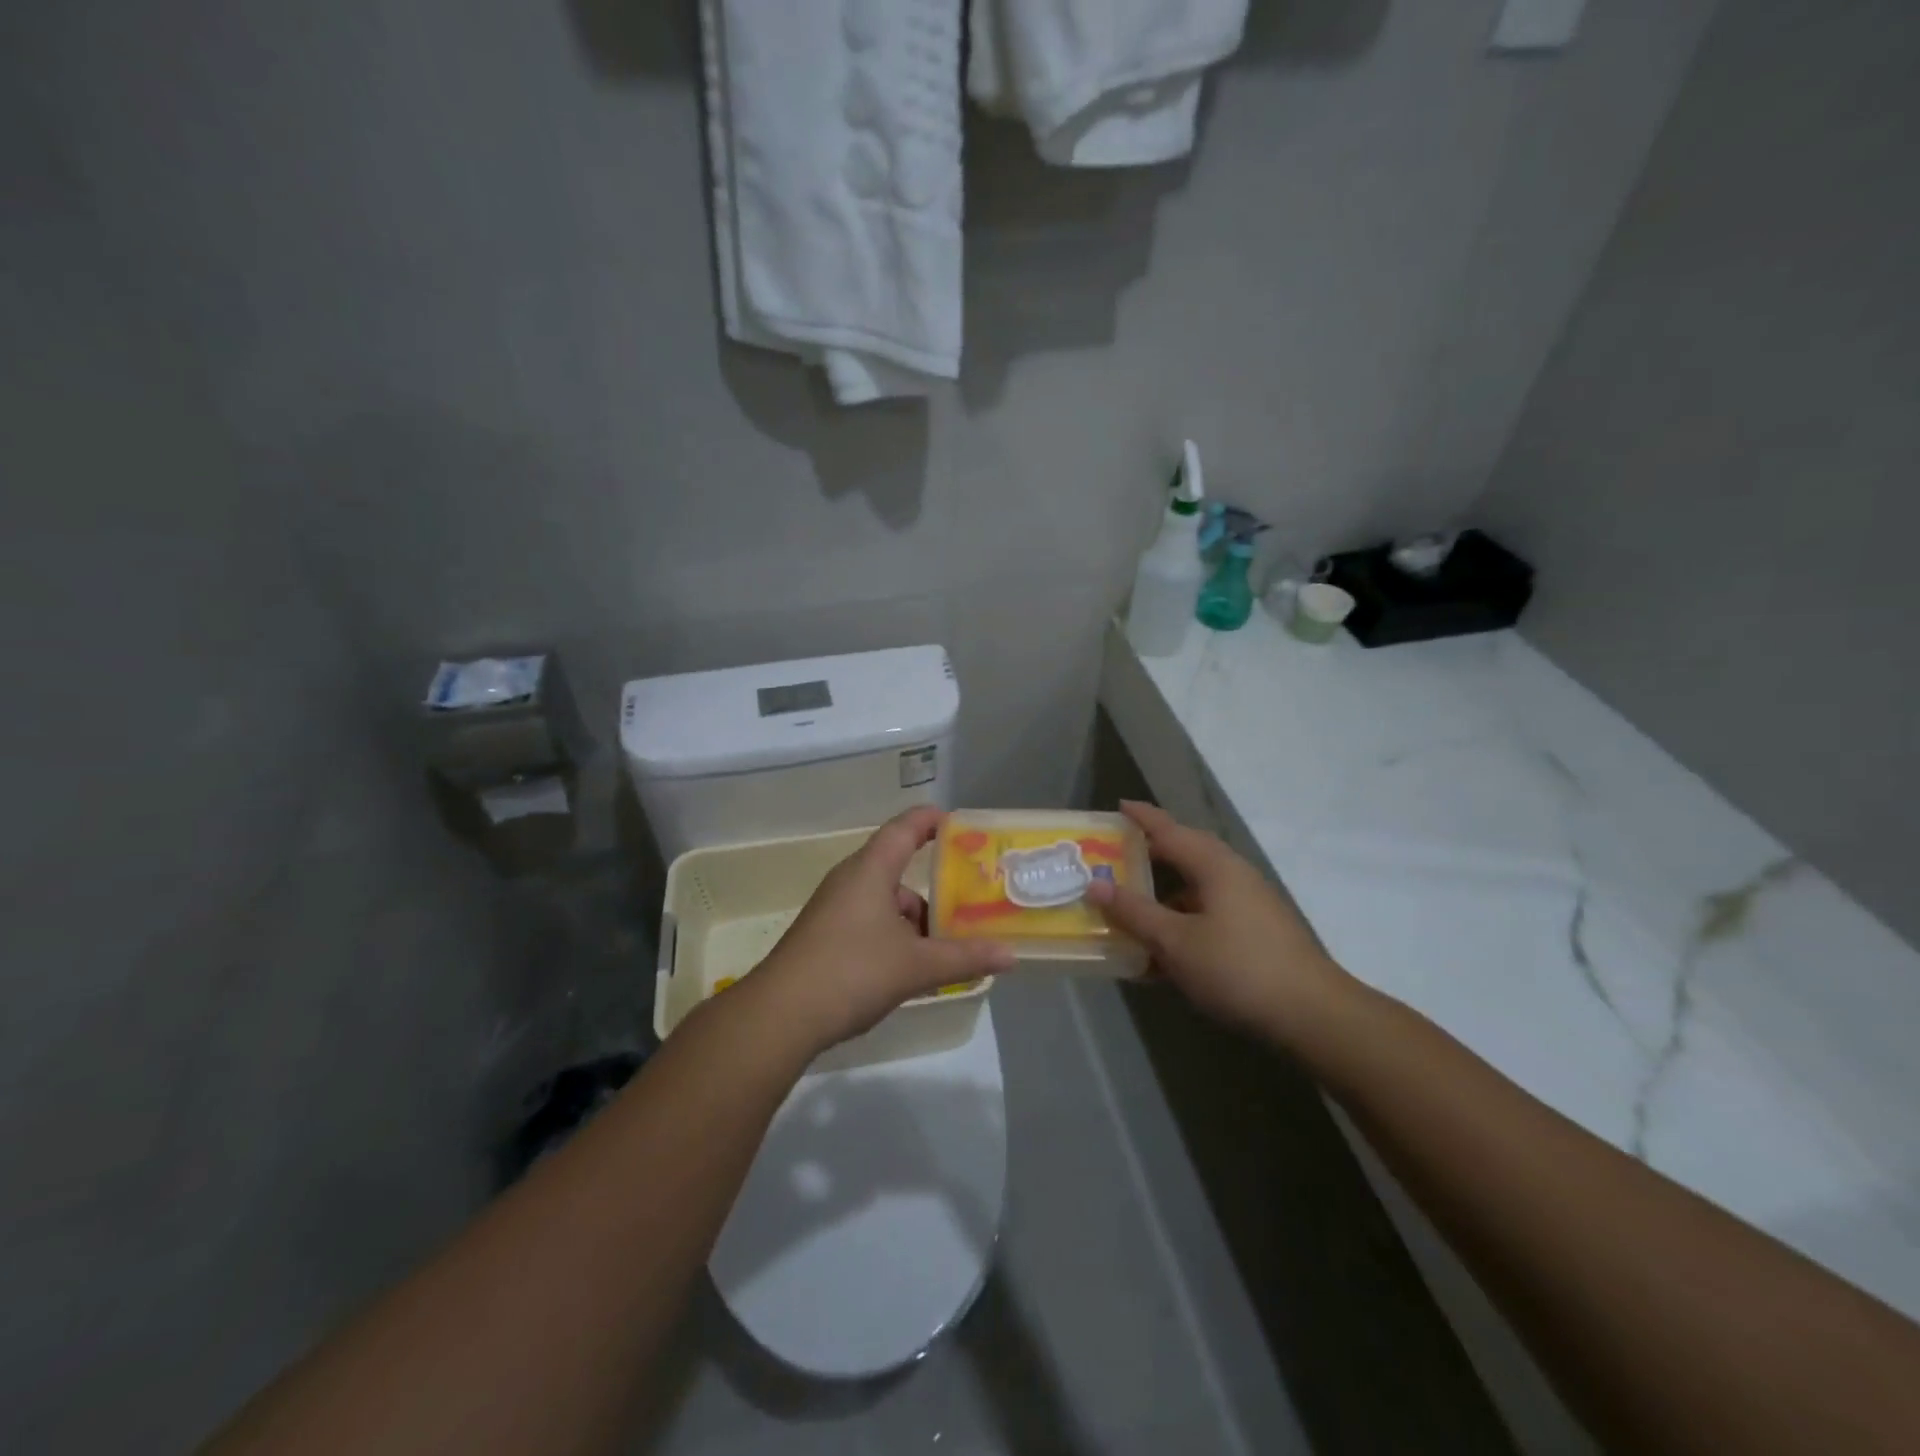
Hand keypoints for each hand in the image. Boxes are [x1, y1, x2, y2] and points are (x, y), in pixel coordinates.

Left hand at [752, 806, 1013, 1052]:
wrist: (780, 1016)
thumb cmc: (852, 972)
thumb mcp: (916, 966)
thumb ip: (965, 958)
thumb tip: (1011, 954)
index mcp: (870, 870)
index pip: (905, 827)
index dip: (933, 820)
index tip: (963, 826)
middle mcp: (850, 881)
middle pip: (898, 867)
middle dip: (935, 883)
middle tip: (971, 899)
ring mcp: (834, 909)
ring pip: (885, 900)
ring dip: (915, 918)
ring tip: (947, 946)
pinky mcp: (825, 936)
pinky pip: (870, 922)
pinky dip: (895, 935)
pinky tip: (912, 968)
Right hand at [1084, 800, 1349, 1040]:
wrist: (1312, 1015)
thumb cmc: (1237, 968)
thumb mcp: (1175, 942)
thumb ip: (1134, 912)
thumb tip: (1095, 884)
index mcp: (1214, 866)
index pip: (1169, 830)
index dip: (1142, 818)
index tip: (1118, 805)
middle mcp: (1233, 875)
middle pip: (1186, 854)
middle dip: (1151, 854)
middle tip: (1116, 856)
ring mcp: (1249, 904)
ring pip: (1196, 888)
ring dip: (1164, 895)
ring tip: (1132, 909)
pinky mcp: (1257, 931)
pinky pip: (1208, 913)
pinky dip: (1182, 921)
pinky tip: (1163, 953)